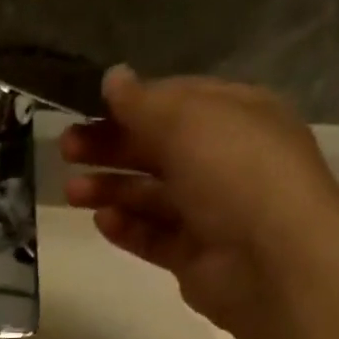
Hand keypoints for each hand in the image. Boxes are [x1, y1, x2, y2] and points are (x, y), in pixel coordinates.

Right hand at [62, 67, 338, 338]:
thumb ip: (144, 102)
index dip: (131, 104)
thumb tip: (112, 77)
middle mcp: (223, 161)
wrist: (272, 261)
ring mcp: (208, 211)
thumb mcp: (189, 122)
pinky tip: (101, 221)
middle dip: (110, 147)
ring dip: (110, 189)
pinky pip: (152, 236)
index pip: (176, 102)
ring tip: (72, 192)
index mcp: (235, 117)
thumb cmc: (236, 174)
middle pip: (156, 149)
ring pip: (149, 195)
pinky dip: (126, 228)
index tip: (86, 108)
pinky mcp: (192, 255)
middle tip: (65, 149)